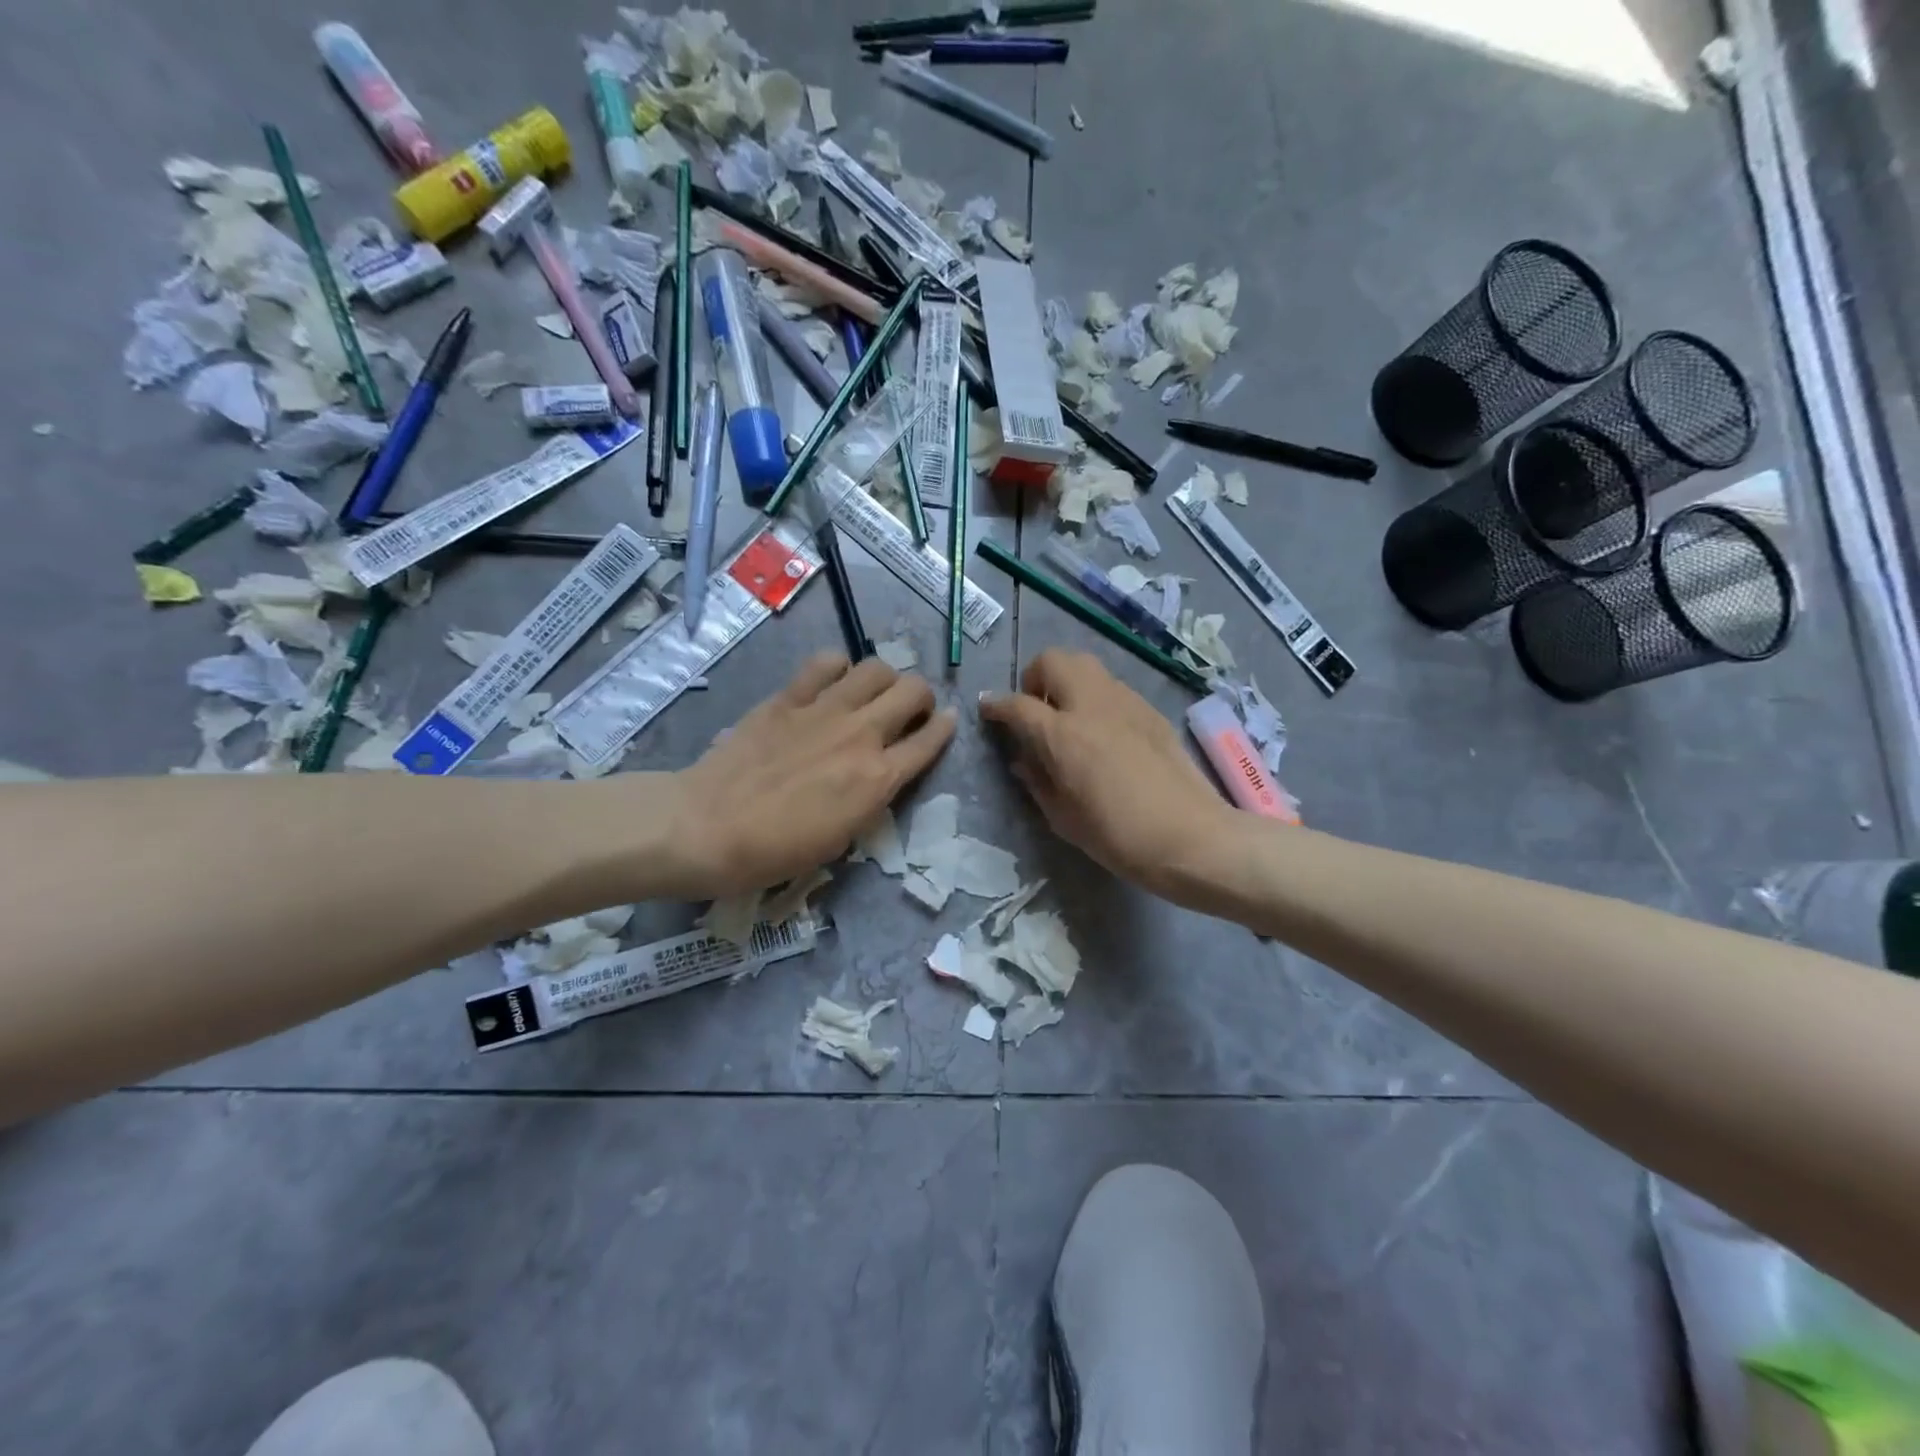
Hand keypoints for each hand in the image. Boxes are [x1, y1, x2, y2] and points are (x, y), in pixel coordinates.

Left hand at [664, 653, 955, 898]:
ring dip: (884, 678)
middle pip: (914, 691)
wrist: (708, 827)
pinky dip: (837, 668)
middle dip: (921, 697)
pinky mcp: (789, 697)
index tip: (947, 721)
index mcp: (878, 779)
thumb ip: (871, 797)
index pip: (930, 741)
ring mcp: (825, 710)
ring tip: (871, 693)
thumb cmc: (776, 851)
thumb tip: (881, 773)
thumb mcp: (842, 837)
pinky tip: (830, 683)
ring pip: (877, 667)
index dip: (945, 728)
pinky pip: (826, 662)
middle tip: (909, 709)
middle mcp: (862, 735)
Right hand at [980, 650, 1241, 899]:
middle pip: (1052, 660)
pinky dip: (1096, 696)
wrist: (1191, 837)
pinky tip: (1104, 731)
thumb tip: (1023, 759)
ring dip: (1067, 681)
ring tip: (1069, 716)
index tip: (987, 709)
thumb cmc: (1119, 838)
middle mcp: (1091, 706)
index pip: (1017, 704)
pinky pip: (1113, 686)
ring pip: (1086, 665)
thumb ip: (1037, 781)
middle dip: (1034, 678)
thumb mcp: (1064, 819)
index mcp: (1063, 736)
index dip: (995, 704)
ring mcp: (1125, 703)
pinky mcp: (1150, 710)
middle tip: (1035, 709)